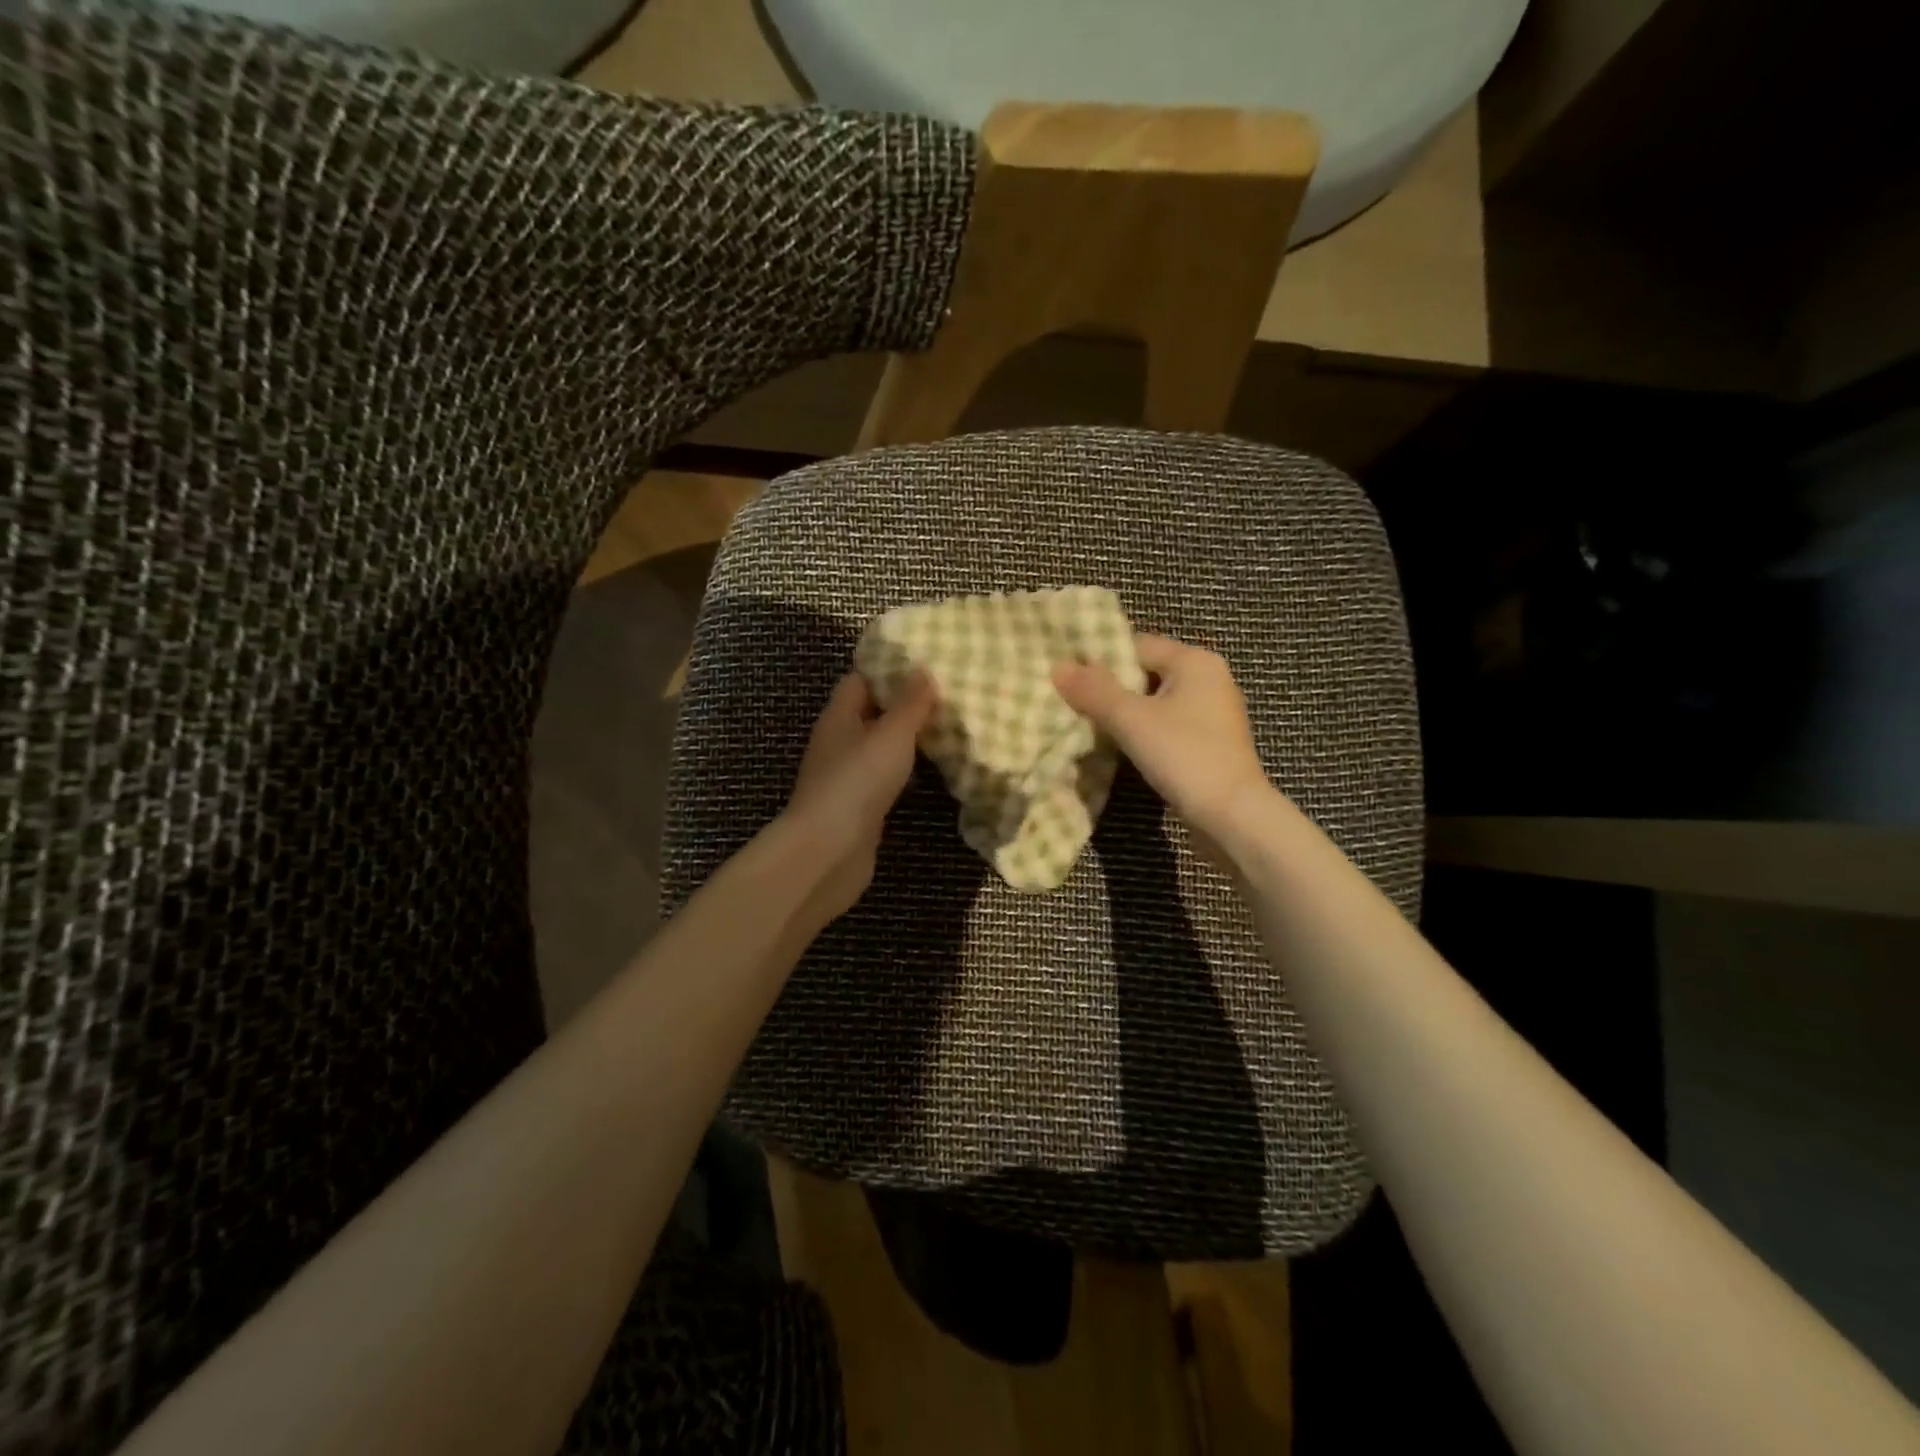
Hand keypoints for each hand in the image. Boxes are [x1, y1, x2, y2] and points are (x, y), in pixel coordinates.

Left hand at [778, 670, 937, 931]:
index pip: (859, 680)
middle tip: (944, 697)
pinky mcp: (858, 806)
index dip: (888, 670)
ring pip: (878, 748)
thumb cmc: (858, 781)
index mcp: (839, 717)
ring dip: (905, 740)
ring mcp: (846, 776)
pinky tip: (930, 772)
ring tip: (945, 729)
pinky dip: (904, 772)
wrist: (830, 850)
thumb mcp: (891, 734)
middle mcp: (838, 742)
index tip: (923, 665)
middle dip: (902, 705)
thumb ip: (910, 704)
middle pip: (870, 713)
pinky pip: (883, 778)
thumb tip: (922, 670)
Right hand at [1053, 635, 1270, 847]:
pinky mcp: (1209, 743)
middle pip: (1145, 672)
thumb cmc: (1184, 755)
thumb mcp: (1131, 720)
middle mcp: (1208, 679)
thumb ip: (1094, 691)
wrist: (1231, 816)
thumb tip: (1058, 667)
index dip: (1099, 659)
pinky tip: (1118, 746)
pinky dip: (1141, 732)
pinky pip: (1166, 725)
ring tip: (1086, 723)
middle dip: (1108, 687)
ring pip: (1154, 702)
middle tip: (1069, 700)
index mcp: (1195, 661)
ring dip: (1123, 713)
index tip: (1066, 676)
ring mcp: (1212, 713)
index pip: (1137, 645)